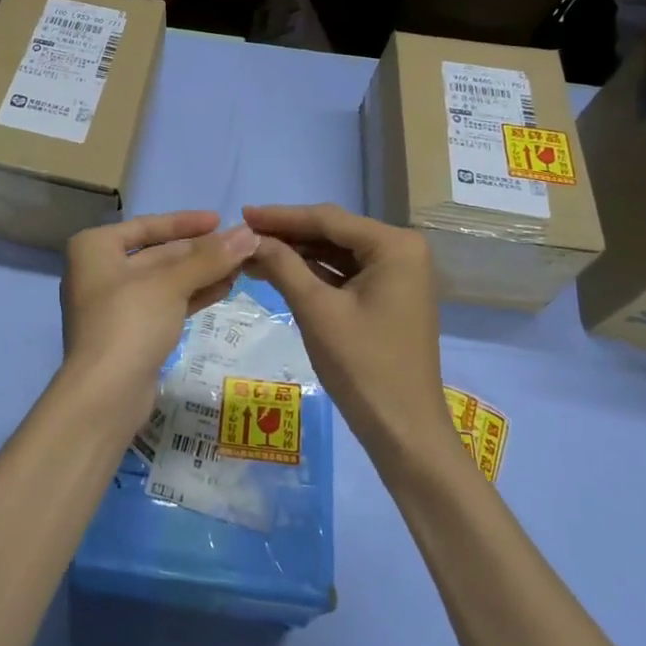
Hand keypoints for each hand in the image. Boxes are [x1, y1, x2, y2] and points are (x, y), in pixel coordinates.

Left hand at [58, 211, 259, 427]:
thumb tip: (250, 235)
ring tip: (240, 268)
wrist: (105, 395)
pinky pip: (164, 304)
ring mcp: (113, 305)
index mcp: (95, 248)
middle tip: (240, 247)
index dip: (185, 223)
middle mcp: (99, 271)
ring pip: (164, 281)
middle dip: (199, 252)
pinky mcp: (129, 333)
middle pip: (157, 254)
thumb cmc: (130, 322)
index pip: (147, 225)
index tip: (220, 220)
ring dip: (201, 274)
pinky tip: (224, 289)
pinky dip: (191, 296)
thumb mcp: (171, 284)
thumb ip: (210, 258)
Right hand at [242, 203, 453, 458]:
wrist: (404, 430)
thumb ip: (283, 266)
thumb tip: (250, 238)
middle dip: (288, 235)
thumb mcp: (317, 311)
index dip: (281, 216)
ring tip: (252, 254)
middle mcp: (402, 251)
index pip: (328, 219)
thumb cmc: (363, 366)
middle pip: (334, 232)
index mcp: (395, 246)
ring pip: (337, 253)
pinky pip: (346, 273)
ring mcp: (398, 274)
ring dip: (297, 254)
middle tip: (243, 235)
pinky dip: (314, 274)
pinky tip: (279, 272)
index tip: (242, 214)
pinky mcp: (389, 296)